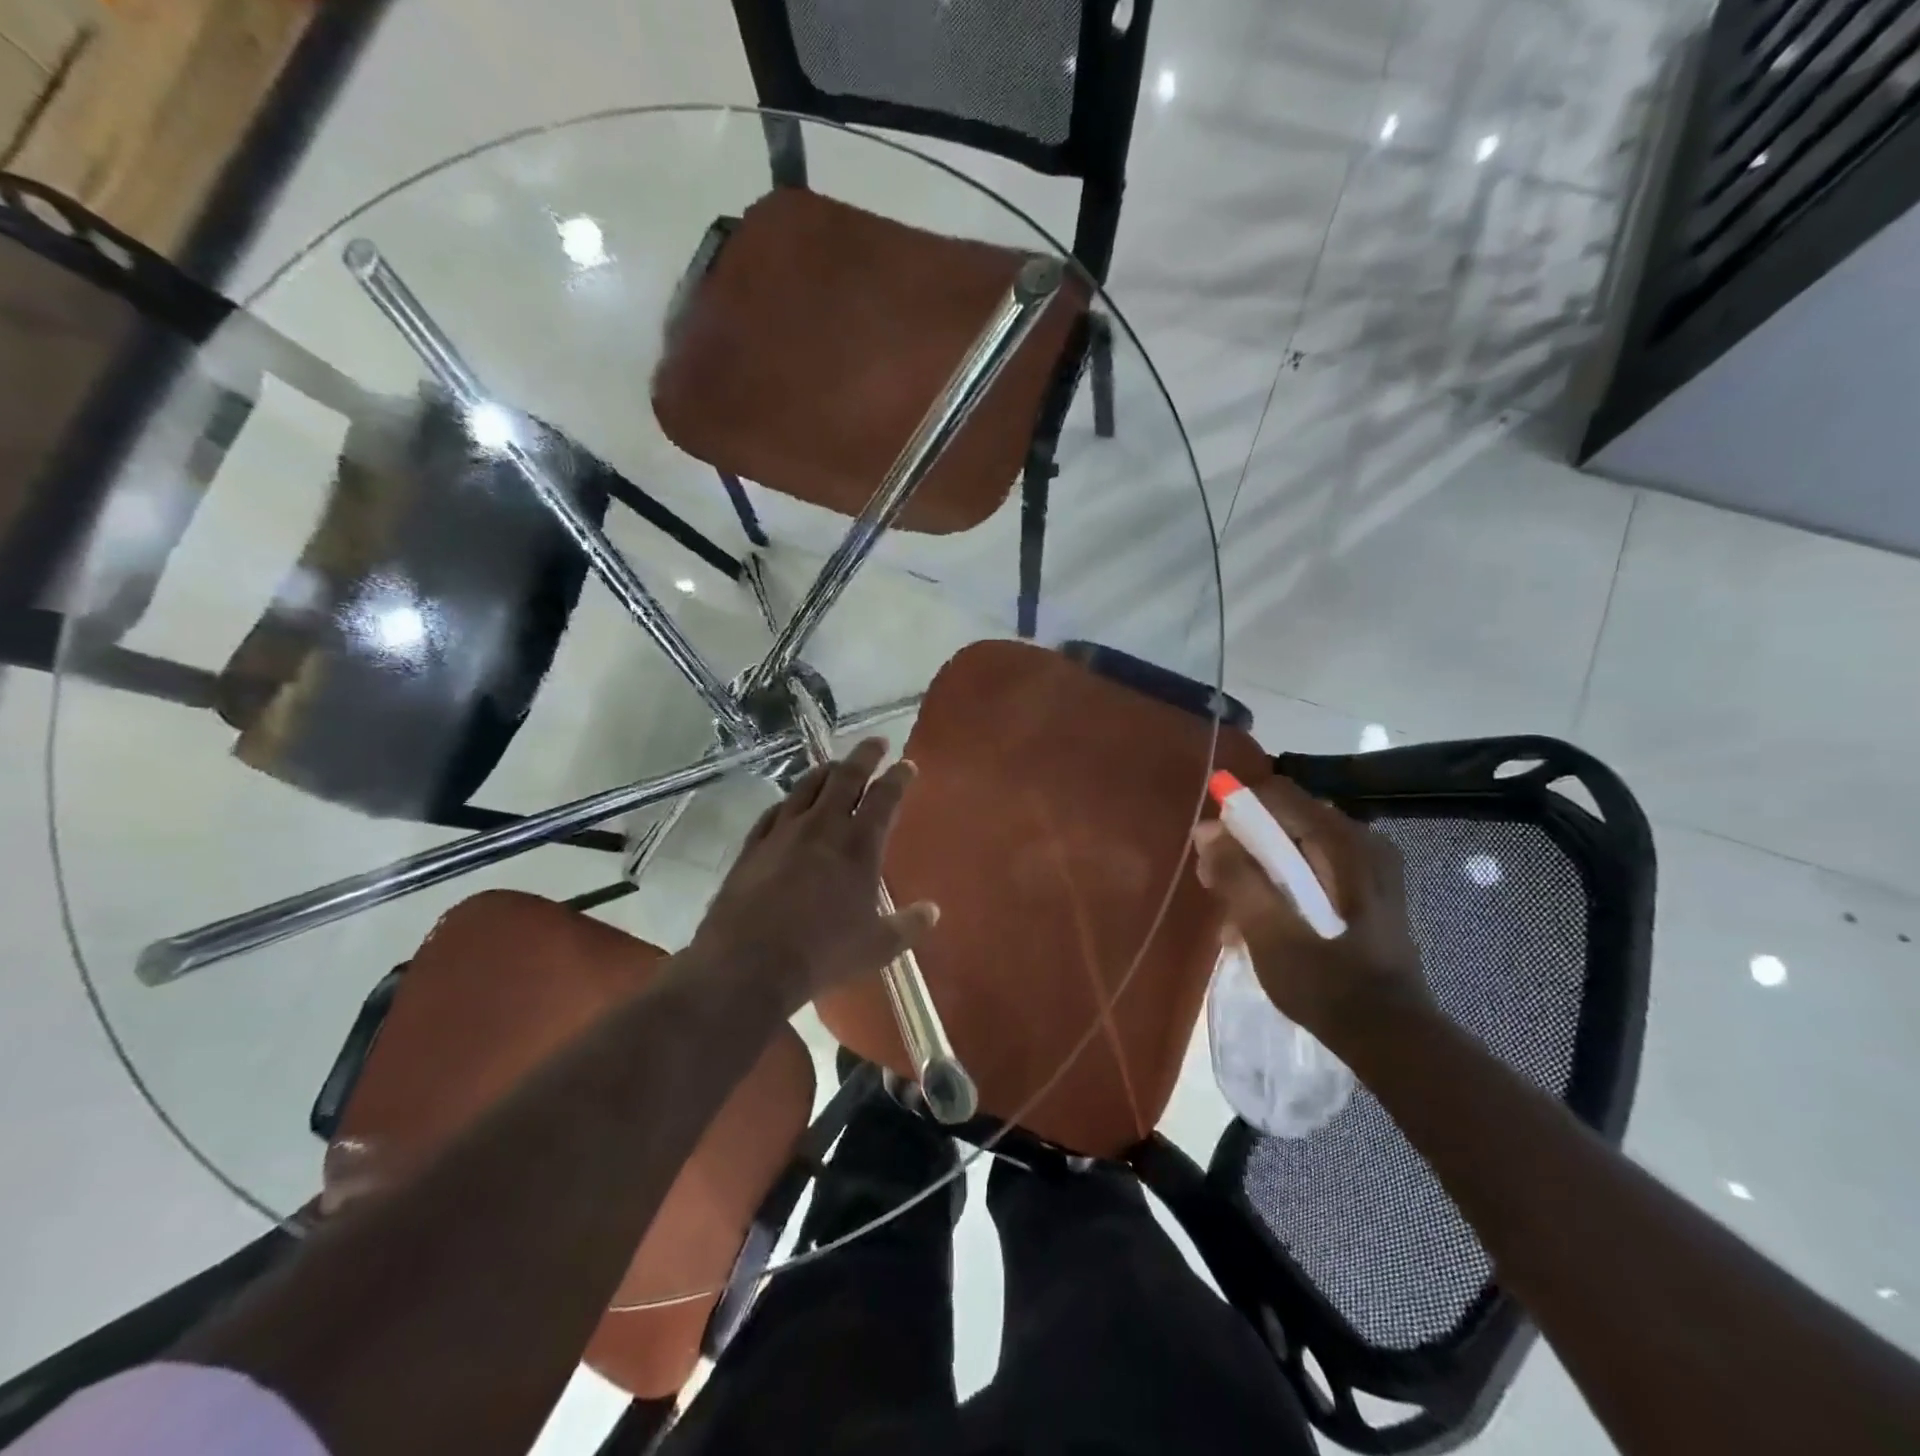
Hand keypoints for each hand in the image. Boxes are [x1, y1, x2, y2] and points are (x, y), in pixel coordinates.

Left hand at [692, 738, 936, 1013]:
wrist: (749, 964)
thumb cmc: (822, 954)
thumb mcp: (877, 946)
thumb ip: (908, 925)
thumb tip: (933, 911)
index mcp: (858, 846)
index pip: (884, 797)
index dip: (899, 777)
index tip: (907, 764)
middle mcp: (822, 827)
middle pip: (846, 777)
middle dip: (864, 755)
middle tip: (876, 743)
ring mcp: (783, 833)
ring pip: (808, 786)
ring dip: (826, 771)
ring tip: (836, 766)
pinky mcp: (753, 846)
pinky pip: (774, 812)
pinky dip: (789, 801)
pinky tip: (789, 804)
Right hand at [1191, 774, 1431, 1051]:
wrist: (1391, 1039)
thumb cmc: (1325, 981)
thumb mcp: (1267, 928)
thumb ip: (1235, 874)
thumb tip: (1206, 831)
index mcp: (1343, 842)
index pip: (1276, 795)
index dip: (1235, 812)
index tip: (1210, 848)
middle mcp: (1361, 843)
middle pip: (1285, 821)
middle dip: (1243, 848)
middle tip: (1215, 886)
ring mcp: (1369, 869)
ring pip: (1295, 848)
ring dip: (1258, 873)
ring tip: (1233, 918)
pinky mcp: (1369, 894)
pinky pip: (1312, 871)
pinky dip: (1282, 888)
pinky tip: (1262, 926)